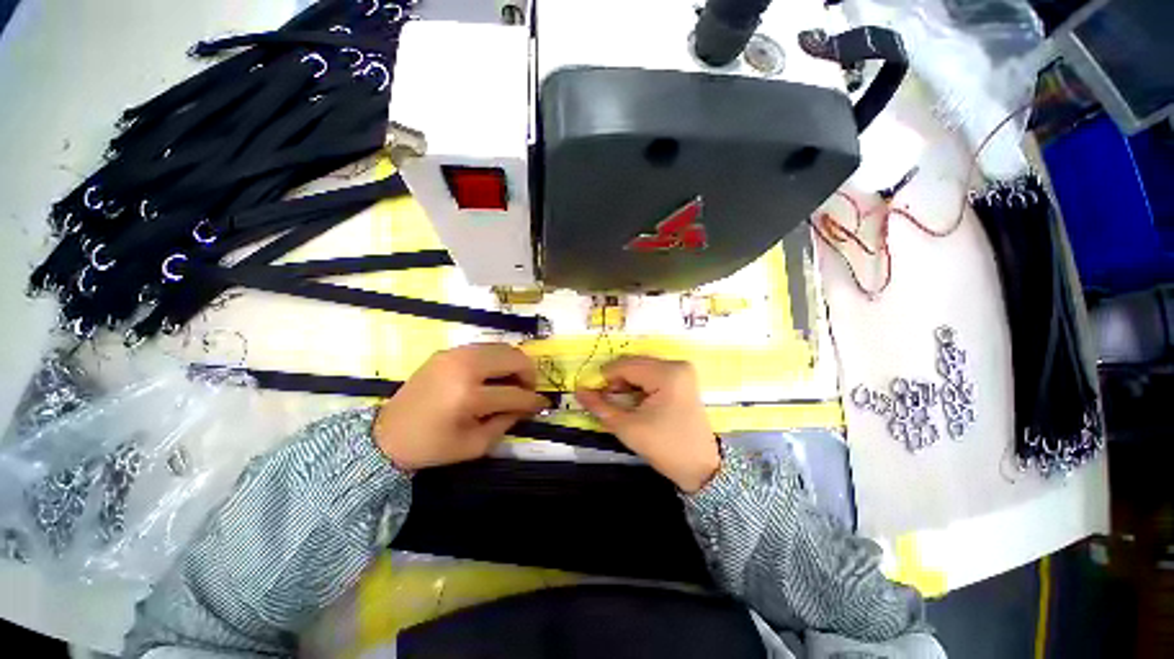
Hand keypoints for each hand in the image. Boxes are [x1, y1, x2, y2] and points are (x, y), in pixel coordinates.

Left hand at [374, 344, 548, 469]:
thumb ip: (506, 422)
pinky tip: (494, 375)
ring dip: (514, 363)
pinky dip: (498, 359)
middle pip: (513, 358)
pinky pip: (485, 347)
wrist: (386, 435)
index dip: (533, 401)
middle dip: (528, 374)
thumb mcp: (475, 445)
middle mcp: (464, 366)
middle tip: (527, 390)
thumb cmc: (432, 446)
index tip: (543, 404)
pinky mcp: (448, 351)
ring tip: (513, 382)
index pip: (514, 394)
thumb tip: (527, 407)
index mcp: (468, 396)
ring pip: (502, 347)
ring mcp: (454, 354)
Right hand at [575, 356, 719, 492]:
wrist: (701, 468)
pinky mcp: (683, 380)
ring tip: (619, 403)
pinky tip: (634, 401)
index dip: (605, 378)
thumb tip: (579, 391)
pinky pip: (653, 374)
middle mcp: (676, 365)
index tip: (592, 394)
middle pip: (634, 364)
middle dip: (616, 381)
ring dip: (627, 383)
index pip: (625, 366)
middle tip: (605, 400)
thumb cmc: (665, 447)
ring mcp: (682, 371)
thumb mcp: (628, 428)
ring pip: (642, 369)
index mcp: (667, 373)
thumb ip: (601, 407)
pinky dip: (639, 385)